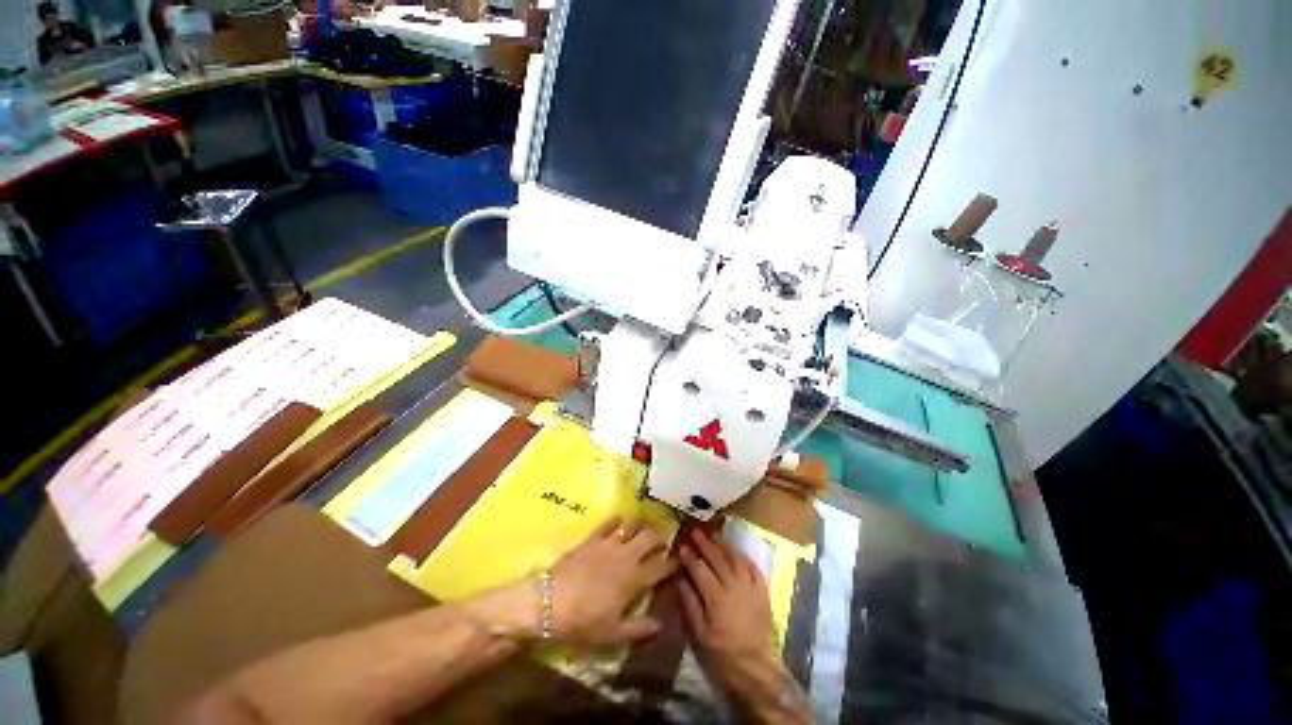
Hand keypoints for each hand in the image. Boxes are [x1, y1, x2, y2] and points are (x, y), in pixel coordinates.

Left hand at [547, 517, 674, 647]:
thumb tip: (660, 624)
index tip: (677, 562)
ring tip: (642, 531)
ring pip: (632, 525)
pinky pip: (608, 523)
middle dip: (659, 538)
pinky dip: (617, 520)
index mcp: (634, 579)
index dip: (671, 563)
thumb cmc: (582, 622)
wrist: (548, 603)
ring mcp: (608, 544)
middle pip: (650, 537)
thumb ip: (639, 628)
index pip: (660, 566)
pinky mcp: (592, 538)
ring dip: (640, 526)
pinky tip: (619, 522)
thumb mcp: (612, 634)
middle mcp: (626, 556)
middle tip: (660, 544)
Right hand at [680, 529, 810, 723]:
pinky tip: (736, 552)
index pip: (700, 570)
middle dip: (705, 544)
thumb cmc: (722, 653)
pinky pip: (753, 567)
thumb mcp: (699, 634)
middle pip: (718, 559)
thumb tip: (680, 580)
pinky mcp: (762, 592)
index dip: (690, 557)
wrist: (754, 667)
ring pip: (736, 558)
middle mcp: (734, 587)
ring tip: (714, 536)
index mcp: (717, 598)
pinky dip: (743, 557)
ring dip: (724, 545)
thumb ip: (690, 604)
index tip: (682, 546)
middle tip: (695, 532)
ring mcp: (750, 587)